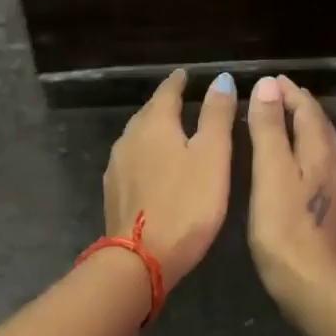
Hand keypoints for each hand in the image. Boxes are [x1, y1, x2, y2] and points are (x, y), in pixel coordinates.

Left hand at [102, 70, 237, 293]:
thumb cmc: (186, 205)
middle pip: (148, 113)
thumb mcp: (212, 157)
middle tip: (183, 101)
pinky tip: (154, 166)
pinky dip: (146, 154)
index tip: (187, 75)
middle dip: (165, 104)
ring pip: (137, 137)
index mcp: (154, 124)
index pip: (167, 92)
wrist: (140, 259)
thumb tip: (221, 79)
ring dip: (154, 130)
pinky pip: (132, 160)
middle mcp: (129, 138)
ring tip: (172, 132)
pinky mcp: (114, 191)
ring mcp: (117, 166)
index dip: (179, 82)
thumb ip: (217, 116)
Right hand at [246, 75, 335, 306]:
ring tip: (288, 122)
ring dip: (307, 128)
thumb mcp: (269, 174)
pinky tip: (307, 163)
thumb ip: (269, 128)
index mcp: (322, 149)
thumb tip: (269, 85)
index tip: (269, 81)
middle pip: (320, 123)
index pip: (307, 109)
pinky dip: (313, 151)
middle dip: (298, 106)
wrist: (315, 284)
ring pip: (327, 144)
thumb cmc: (284, 228)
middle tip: (275, 95)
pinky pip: (328, 164)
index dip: (287, 92)